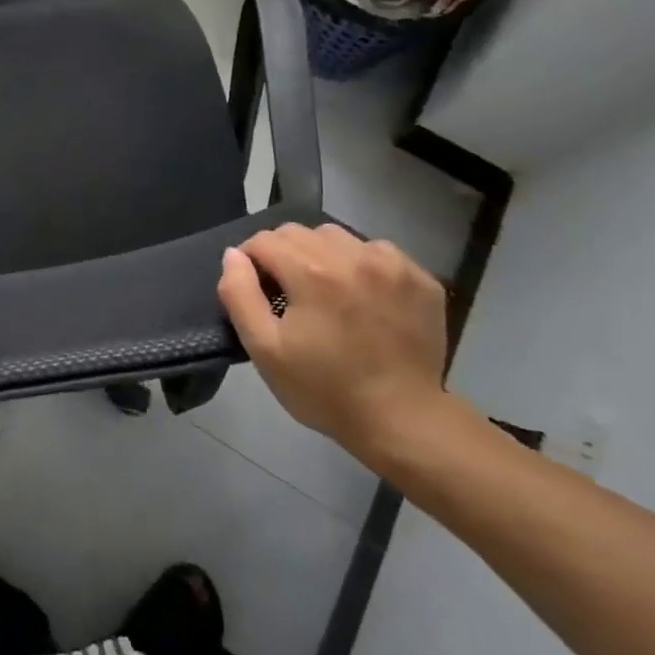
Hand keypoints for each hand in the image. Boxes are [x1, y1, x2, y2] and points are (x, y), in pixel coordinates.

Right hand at [218, 223, 449, 466]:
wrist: (402, 421)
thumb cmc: (324, 389)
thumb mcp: (264, 349)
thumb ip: (239, 294)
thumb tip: (233, 255)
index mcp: (311, 271)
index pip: (264, 240)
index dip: (251, 261)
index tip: (257, 291)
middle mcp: (352, 255)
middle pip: (299, 232)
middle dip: (284, 255)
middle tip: (289, 294)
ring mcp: (392, 264)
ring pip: (338, 237)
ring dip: (323, 255)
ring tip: (327, 293)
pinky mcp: (421, 278)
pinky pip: (378, 252)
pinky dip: (362, 266)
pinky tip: (364, 298)